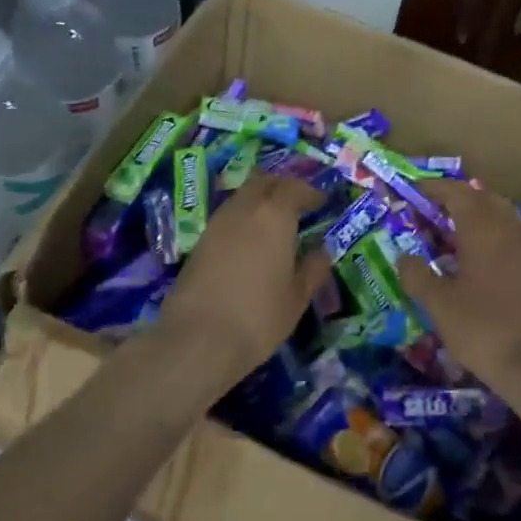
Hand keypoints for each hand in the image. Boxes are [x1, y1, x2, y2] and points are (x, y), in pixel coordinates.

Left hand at [155, 175, 329, 389]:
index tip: (321, 201)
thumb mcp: (296, 297)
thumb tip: (322, 251)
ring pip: (241, 197)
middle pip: (263, 182)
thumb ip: (313, 269)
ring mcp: (216, 224)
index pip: (294, 188)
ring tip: (275, 222)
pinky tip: (250, 241)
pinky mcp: (199, 243)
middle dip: (282, 187)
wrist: (198, 338)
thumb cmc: (259, 316)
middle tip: (298, 203)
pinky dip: (242, 219)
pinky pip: (227, 218)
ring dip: (259, 200)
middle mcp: (243, 210)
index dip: (309, 192)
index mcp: (274, 215)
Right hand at [395, 181, 520, 393]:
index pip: (457, 193)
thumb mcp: (439, 304)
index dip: (434, 188)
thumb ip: (418, 275)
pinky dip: (492, 238)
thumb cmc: (482, 328)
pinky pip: (513, 239)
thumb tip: (405, 257)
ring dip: (477, 218)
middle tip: (432, 211)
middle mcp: (510, 230)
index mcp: (483, 229)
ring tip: (452, 236)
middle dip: (458, 199)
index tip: (414, 190)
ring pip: (502, 218)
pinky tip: (479, 262)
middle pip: (484, 199)